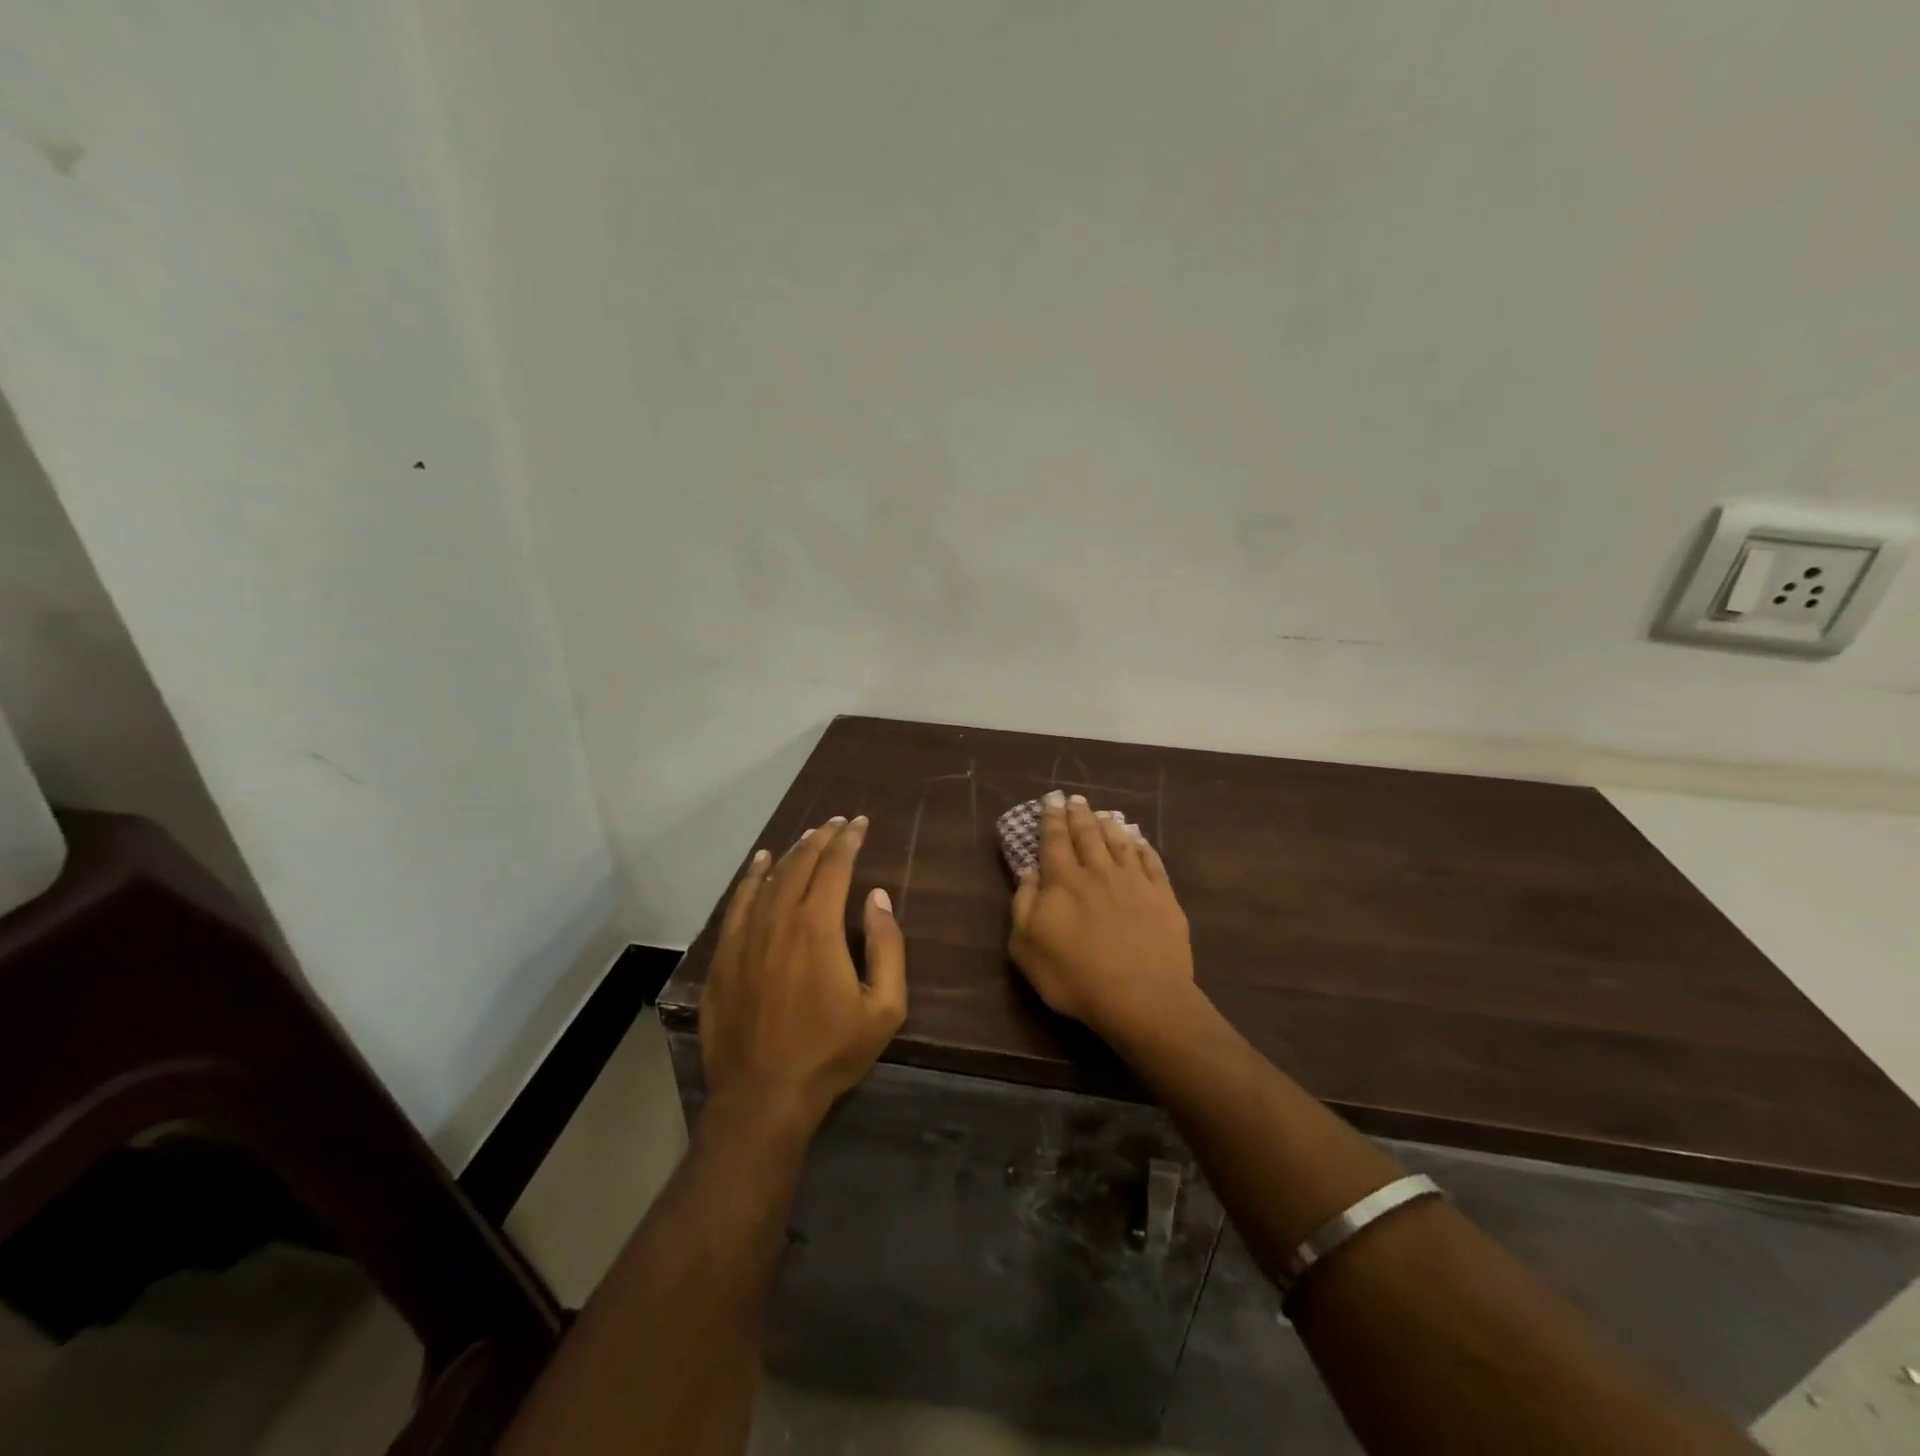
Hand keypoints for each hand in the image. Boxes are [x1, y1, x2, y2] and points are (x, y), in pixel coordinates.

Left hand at [700, 815, 907, 1135]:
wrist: (763, 1096)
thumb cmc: (830, 1052)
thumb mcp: (884, 1008)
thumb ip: (887, 946)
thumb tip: (877, 898)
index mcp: (818, 927)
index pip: (835, 867)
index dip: (849, 841)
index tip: (860, 823)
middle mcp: (778, 919)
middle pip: (800, 864)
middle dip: (822, 838)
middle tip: (838, 822)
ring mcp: (745, 936)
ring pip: (769, 879)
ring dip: (792, 852)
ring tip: (808, 836)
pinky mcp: (723, 956)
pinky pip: (738, 903)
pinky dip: (751, 877)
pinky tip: (760, 863)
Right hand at [1008, 792, 1195, 1036]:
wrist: (1141, 997)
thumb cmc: (1074, 976)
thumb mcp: (1027, 947)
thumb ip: (1024, 904)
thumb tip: (1029, 871)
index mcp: (1063, 881)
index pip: (1054, 841)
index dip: (1051, 819)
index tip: (1051, 800)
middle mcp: (1098, 872)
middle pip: (1087, 835)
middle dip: (1078, 815)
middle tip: (1075, 799)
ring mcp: (1134, 882)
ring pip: (1119, 843)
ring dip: (1109, 825)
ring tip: (1103, 814)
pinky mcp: (1163, 897)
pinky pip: (1152, 862)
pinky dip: (1143, 847)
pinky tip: (1139, 841)